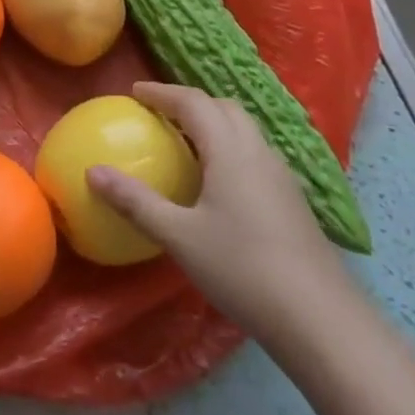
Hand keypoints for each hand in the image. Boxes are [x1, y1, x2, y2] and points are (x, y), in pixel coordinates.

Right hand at [88, 81, 354, 344]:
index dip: (162, 92)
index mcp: (230, 150)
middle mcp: (259, 152)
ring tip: (186, 142)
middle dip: (190, 102)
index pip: (193, 102)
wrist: (322, 321)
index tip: (135, 92)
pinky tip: (220, 183)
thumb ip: (135, 201)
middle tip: (160, 113)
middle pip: (224, 108)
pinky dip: (231, 148)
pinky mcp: (294, 202)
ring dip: (214, 124)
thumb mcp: (179, 236)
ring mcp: (282, 177)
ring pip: (245, 130)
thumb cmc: (243, 269)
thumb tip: (92, 172)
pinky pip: (256, 154)